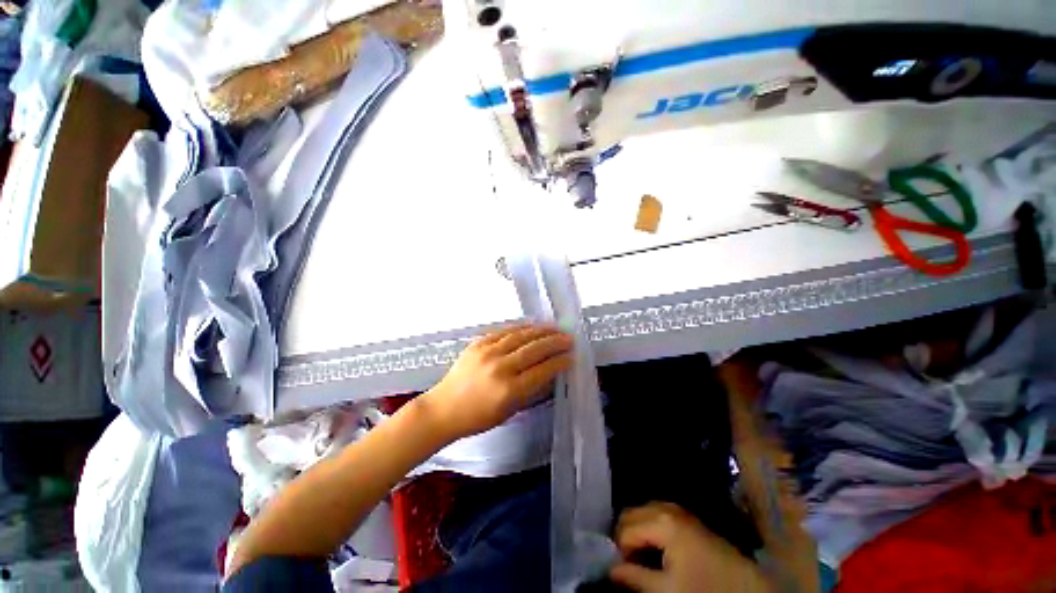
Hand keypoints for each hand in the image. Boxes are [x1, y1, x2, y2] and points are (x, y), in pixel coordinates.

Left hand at [420, 324, 572, 440]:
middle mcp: (500, 368)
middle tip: (569, 338)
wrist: (444, 408)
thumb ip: (530, 390)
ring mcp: (488, 352)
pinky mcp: (478, 343)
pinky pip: (504, 331)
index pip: (542, 370)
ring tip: (555, 328)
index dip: (559, 361)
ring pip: (521, 336)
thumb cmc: (478, 417)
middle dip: (555, 342)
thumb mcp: (509, 410)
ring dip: (541, 331)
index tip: (571, 356)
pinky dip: (521, 328)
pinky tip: (532, 326)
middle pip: (534, 349)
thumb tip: (549, 371)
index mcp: (509, 390)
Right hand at [610, 503, 771, 592]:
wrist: (747, 587)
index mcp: (662, 521)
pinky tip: (655, 549)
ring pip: (642, 512)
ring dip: (637, 531)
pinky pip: (656, 514)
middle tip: (628, 563)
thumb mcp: (667, 590)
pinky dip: (649, 528)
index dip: (620, 552)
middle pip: (630, 514)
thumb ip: (635, 578)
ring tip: (640, 558)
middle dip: (625, 536)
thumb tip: (611, 569)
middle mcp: (666, 507)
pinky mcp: (686, 517)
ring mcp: (678, 509)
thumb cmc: (705, 588)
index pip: (625, 530)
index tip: (623, 572)